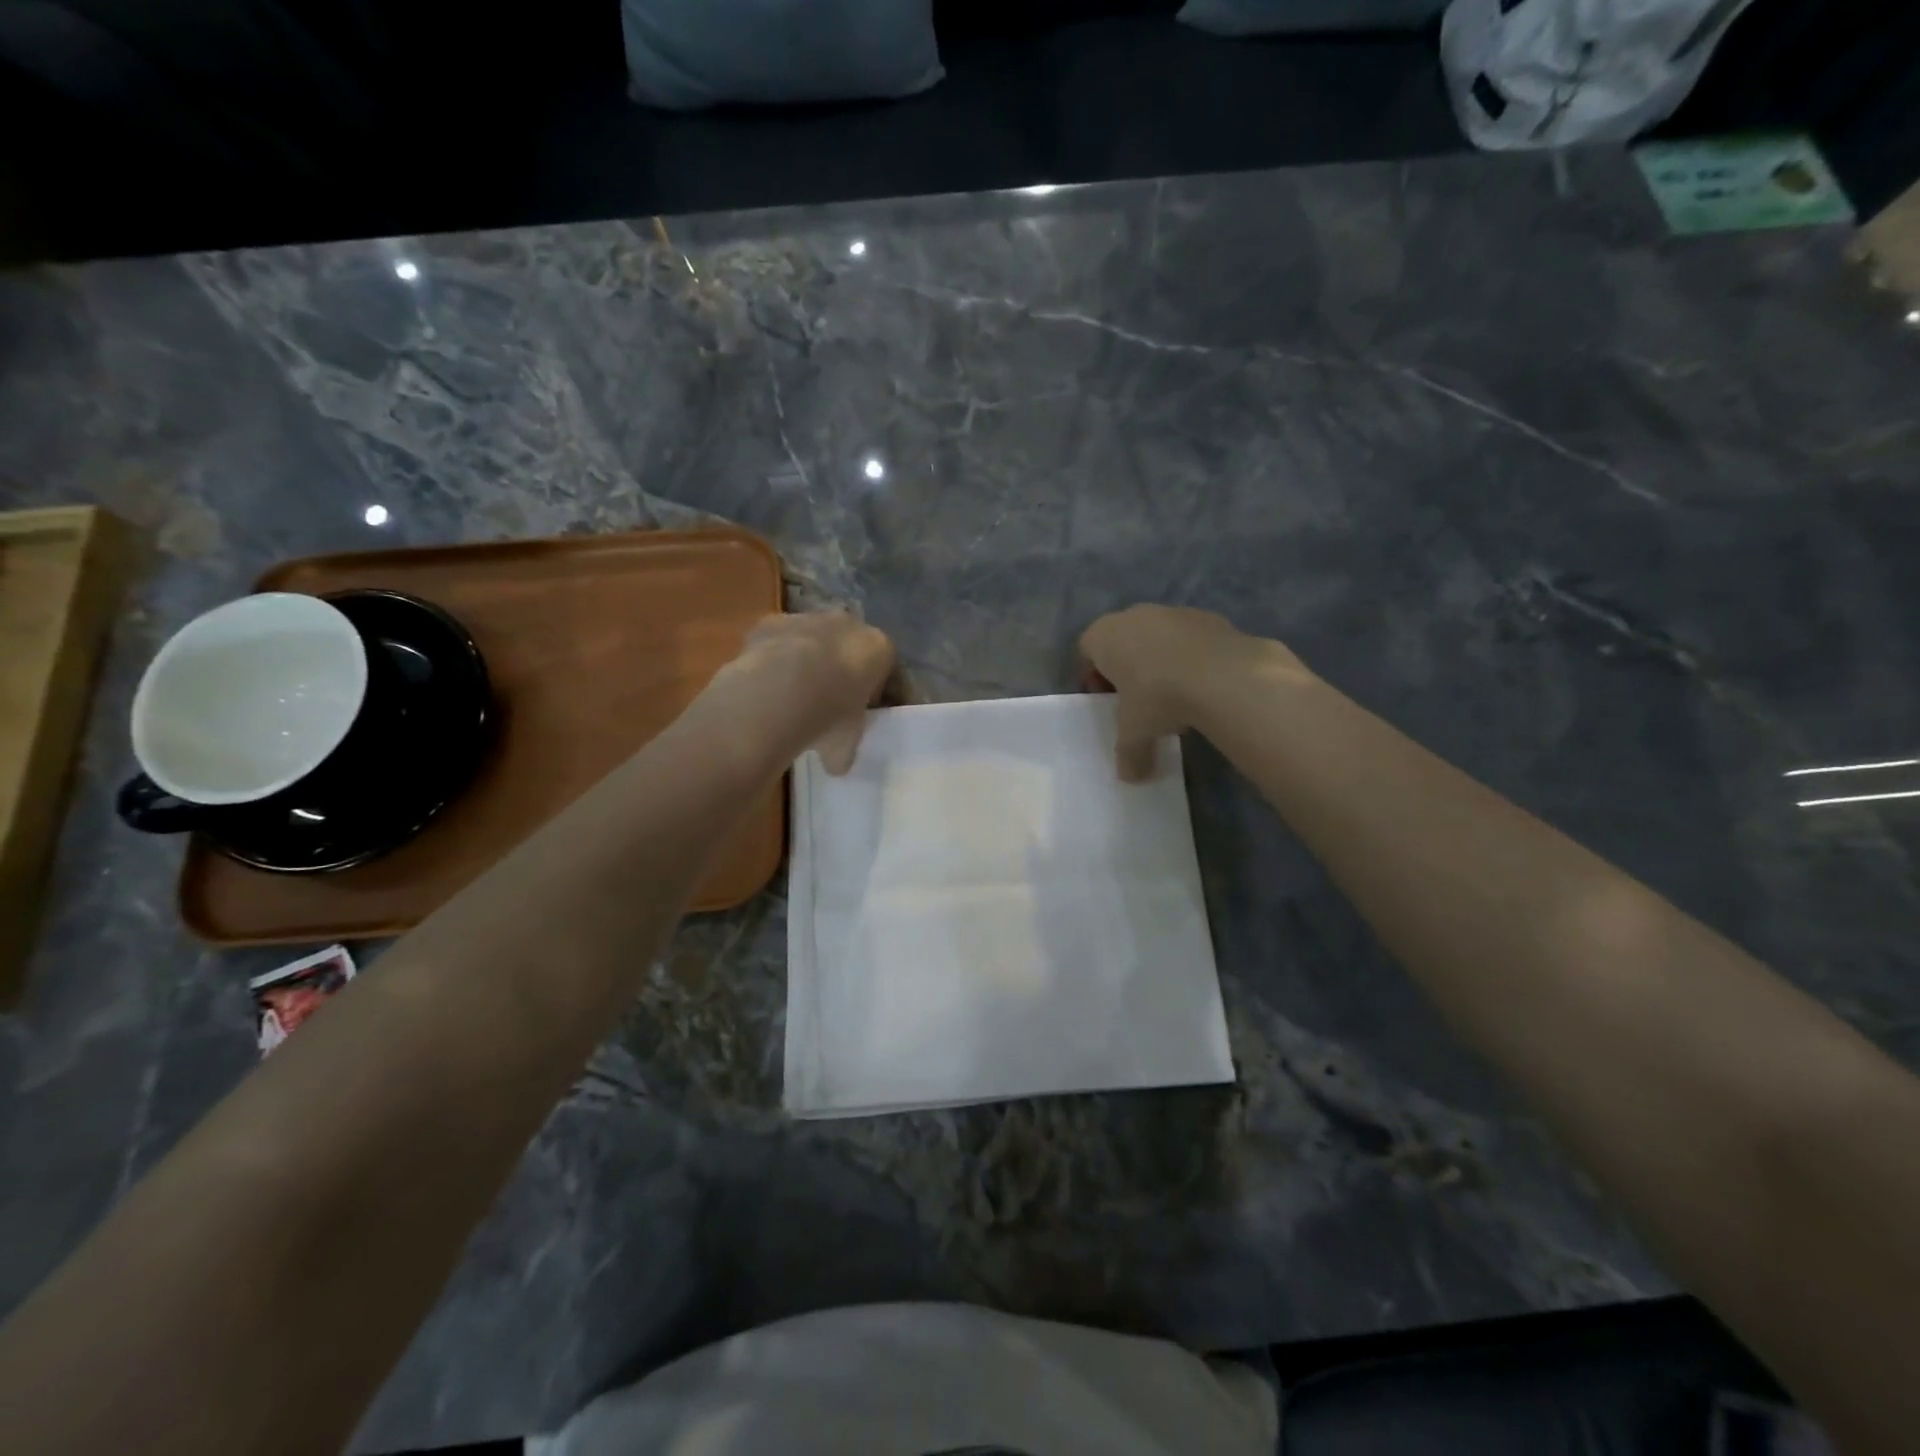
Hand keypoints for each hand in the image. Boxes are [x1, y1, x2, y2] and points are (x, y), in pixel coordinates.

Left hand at [712, 611, 894, 773]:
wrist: (778, 692)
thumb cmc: (829, 717)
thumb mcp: (846, 743)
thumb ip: (845, 749)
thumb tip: (836, 764)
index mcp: (878, 648)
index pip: (883, 666)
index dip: (870, 689)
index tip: (857, 711)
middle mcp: (846, 624)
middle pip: (846, 645)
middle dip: (838, 668)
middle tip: (824, 701)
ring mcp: (806, 618)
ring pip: (810, 639)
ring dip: (804, 660)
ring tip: (789, 696)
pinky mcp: (770, 622)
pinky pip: (776, 641)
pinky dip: (772, 658)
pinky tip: (764, 686)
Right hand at [1079, 605, 1303, 780]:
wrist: (1223, 675)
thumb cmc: (1158, 697)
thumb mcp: (1135, 733)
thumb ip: (1128, 754)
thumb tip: (1131, 778)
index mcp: (1104, 635)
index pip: (1086, 651)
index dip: (1094, 678)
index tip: (1109, 702)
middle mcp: (1134, 615)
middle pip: (1122, 641)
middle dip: (1128, 668)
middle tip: (1139, 700)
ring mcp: (1173, 612)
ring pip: (1157, 637)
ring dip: (1160, 661)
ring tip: (1176, 695)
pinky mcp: (1208, 617)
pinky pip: (1190, 639)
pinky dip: (1191, 657)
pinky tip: (1203, 684)